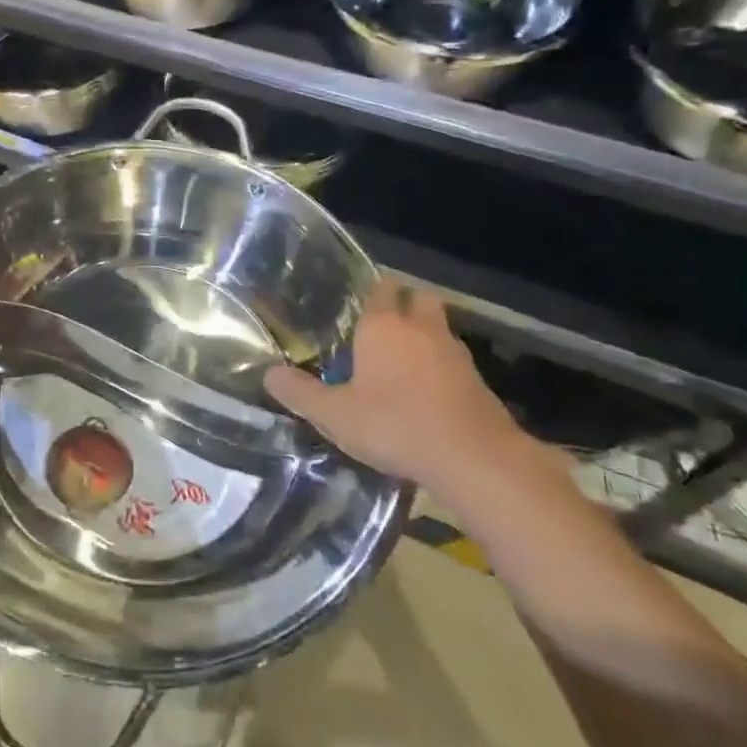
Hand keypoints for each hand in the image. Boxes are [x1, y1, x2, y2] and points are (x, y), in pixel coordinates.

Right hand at [264, 278, 528, 492]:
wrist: (473, 458)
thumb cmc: (395, 425)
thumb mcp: (336, 415)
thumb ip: (300, 393)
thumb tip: (269, 374)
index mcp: (383, 326)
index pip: (381, 288)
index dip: (372, 292)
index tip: (358, 304)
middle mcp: (421, 328)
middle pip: (418, 299)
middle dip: (405, 305)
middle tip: (383, 327)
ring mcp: (454, 352)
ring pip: (439, 329)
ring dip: (425, 337)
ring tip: (403, 362)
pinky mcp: (478, 380)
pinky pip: (454, 361)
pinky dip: (442, 368)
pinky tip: (428, 393)